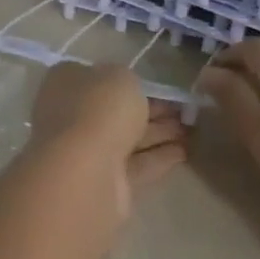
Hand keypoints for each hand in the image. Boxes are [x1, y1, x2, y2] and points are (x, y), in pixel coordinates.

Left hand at [28, 63, 187, 220]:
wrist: (86, 169)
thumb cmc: (99, 108)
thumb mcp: (120, 77)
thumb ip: (127, 81)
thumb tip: (127, 92)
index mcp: (66, 82)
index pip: (98, 77)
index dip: (129, 82)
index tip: (159, 87)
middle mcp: (71, 114)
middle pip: (116, 110)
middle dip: (151, 110)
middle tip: (186, 111)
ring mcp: (86, 150)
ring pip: (128, 138)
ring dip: (160, 133)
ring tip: (193, 130)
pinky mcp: (105, 181)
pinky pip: (136, 164)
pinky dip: (158, 157)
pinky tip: (185, 153)